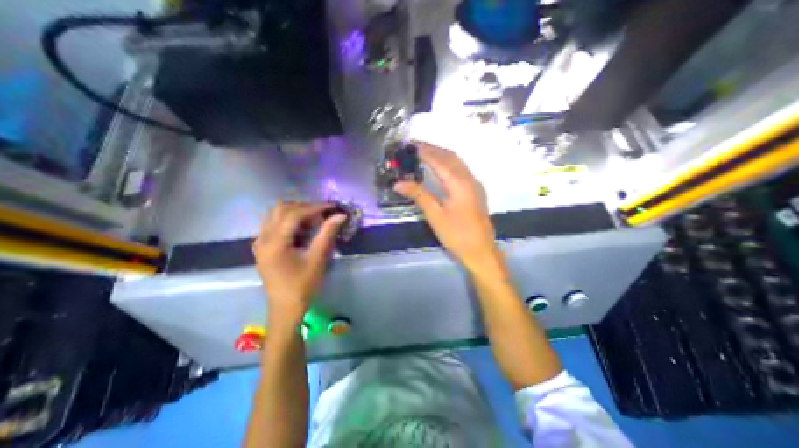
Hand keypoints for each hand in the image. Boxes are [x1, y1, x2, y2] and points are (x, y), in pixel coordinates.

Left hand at [252, 201, 346, 324]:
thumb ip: (327, 234)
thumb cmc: (303, 285)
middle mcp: (263, 238)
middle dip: (304, 207)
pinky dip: (289, 221)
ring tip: (313, 219)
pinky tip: (301, 229)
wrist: (285, 308)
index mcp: (274, 243)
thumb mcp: (318, 259)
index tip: (332, 207)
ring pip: (275, 215)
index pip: (294, 214)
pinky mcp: (262, 247)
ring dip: (295, 212)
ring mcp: (260, 242)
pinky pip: (274, 224)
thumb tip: (340, 215)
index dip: (314, 207)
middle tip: (322, 213)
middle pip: (281, 209)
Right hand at [392, 142, 503, 277]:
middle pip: (451, 156)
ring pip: (458, 162)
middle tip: (416, 145)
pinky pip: (462, 170)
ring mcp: (475, 184)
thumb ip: (419, 195)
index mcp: (459, 183)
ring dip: (442, 154)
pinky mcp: (476, 191)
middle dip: (434, 148)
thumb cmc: (457, 235)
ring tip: (426, 152)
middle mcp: (469, 179)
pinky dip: (449, 163)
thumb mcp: (435, 215)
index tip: (411, 145)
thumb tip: (399, 183)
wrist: (481, 251)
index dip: (425, 151)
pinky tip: (441, 167)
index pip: (439, 160)